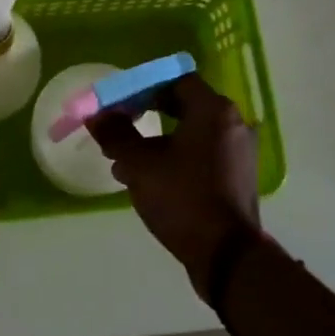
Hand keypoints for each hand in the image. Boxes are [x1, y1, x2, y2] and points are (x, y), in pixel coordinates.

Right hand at [88, 74, 260, 299]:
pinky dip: (174, 157)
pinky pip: (200, 153)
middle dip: (145, 114)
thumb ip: (116, 134)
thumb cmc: (183, 198)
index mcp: (213, 110)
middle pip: (182, 104)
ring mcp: (238, 152)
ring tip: (123, 160)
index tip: (117, 102)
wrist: (227, 255)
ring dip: (156, 140)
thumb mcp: (139, 165)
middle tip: (117, 126)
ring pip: (189, 132)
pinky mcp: (236, 176)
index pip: (174, 80)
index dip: (142, 87)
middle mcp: (232, 124)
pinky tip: (147, 179)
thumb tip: (97, 116)